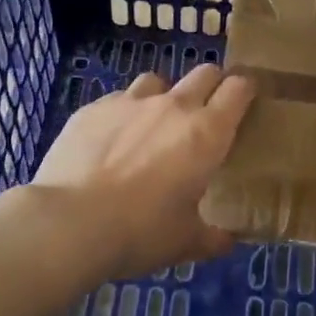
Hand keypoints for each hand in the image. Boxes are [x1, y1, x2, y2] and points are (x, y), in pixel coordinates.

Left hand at [32, 64, 254, 279]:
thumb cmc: (141, 232)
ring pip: (156, 81)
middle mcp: (173, 106)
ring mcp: (130, 102)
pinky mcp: (92, 108)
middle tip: (205, 115)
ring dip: (162, 97)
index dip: (245, 91)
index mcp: (206, 133)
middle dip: (210, 87)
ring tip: (152, 127)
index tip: (245, 103)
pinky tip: (111, 142)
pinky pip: (118, 100)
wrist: (70, 223)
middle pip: (203, 73)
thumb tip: (227, 240)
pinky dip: (123, 115)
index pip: (238, 89)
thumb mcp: (186, 242)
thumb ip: (212, 237)